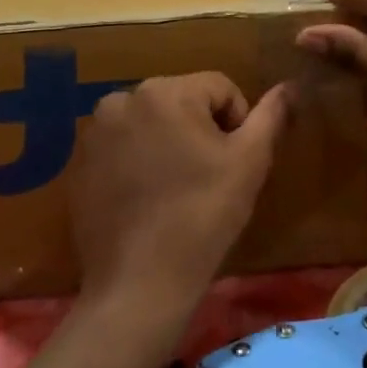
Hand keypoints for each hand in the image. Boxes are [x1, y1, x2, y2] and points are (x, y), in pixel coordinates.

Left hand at [70, 73, 290, 305]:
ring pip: (149, 124)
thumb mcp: (250, 162)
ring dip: (167, 144)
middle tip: (207, 177)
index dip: (237, 123)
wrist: (140, 281)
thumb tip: (290, 86)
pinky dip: (136, 163)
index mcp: (165, 91)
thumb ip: (271, 116)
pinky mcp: (76, 164)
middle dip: (199, 130)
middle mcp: (121, 99)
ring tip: (175, 189)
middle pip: (181, 102)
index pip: (219, 88)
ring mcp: (93, 133)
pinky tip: (146, 200)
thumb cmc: (203, 216)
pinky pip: (120, 148)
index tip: (233, 164)